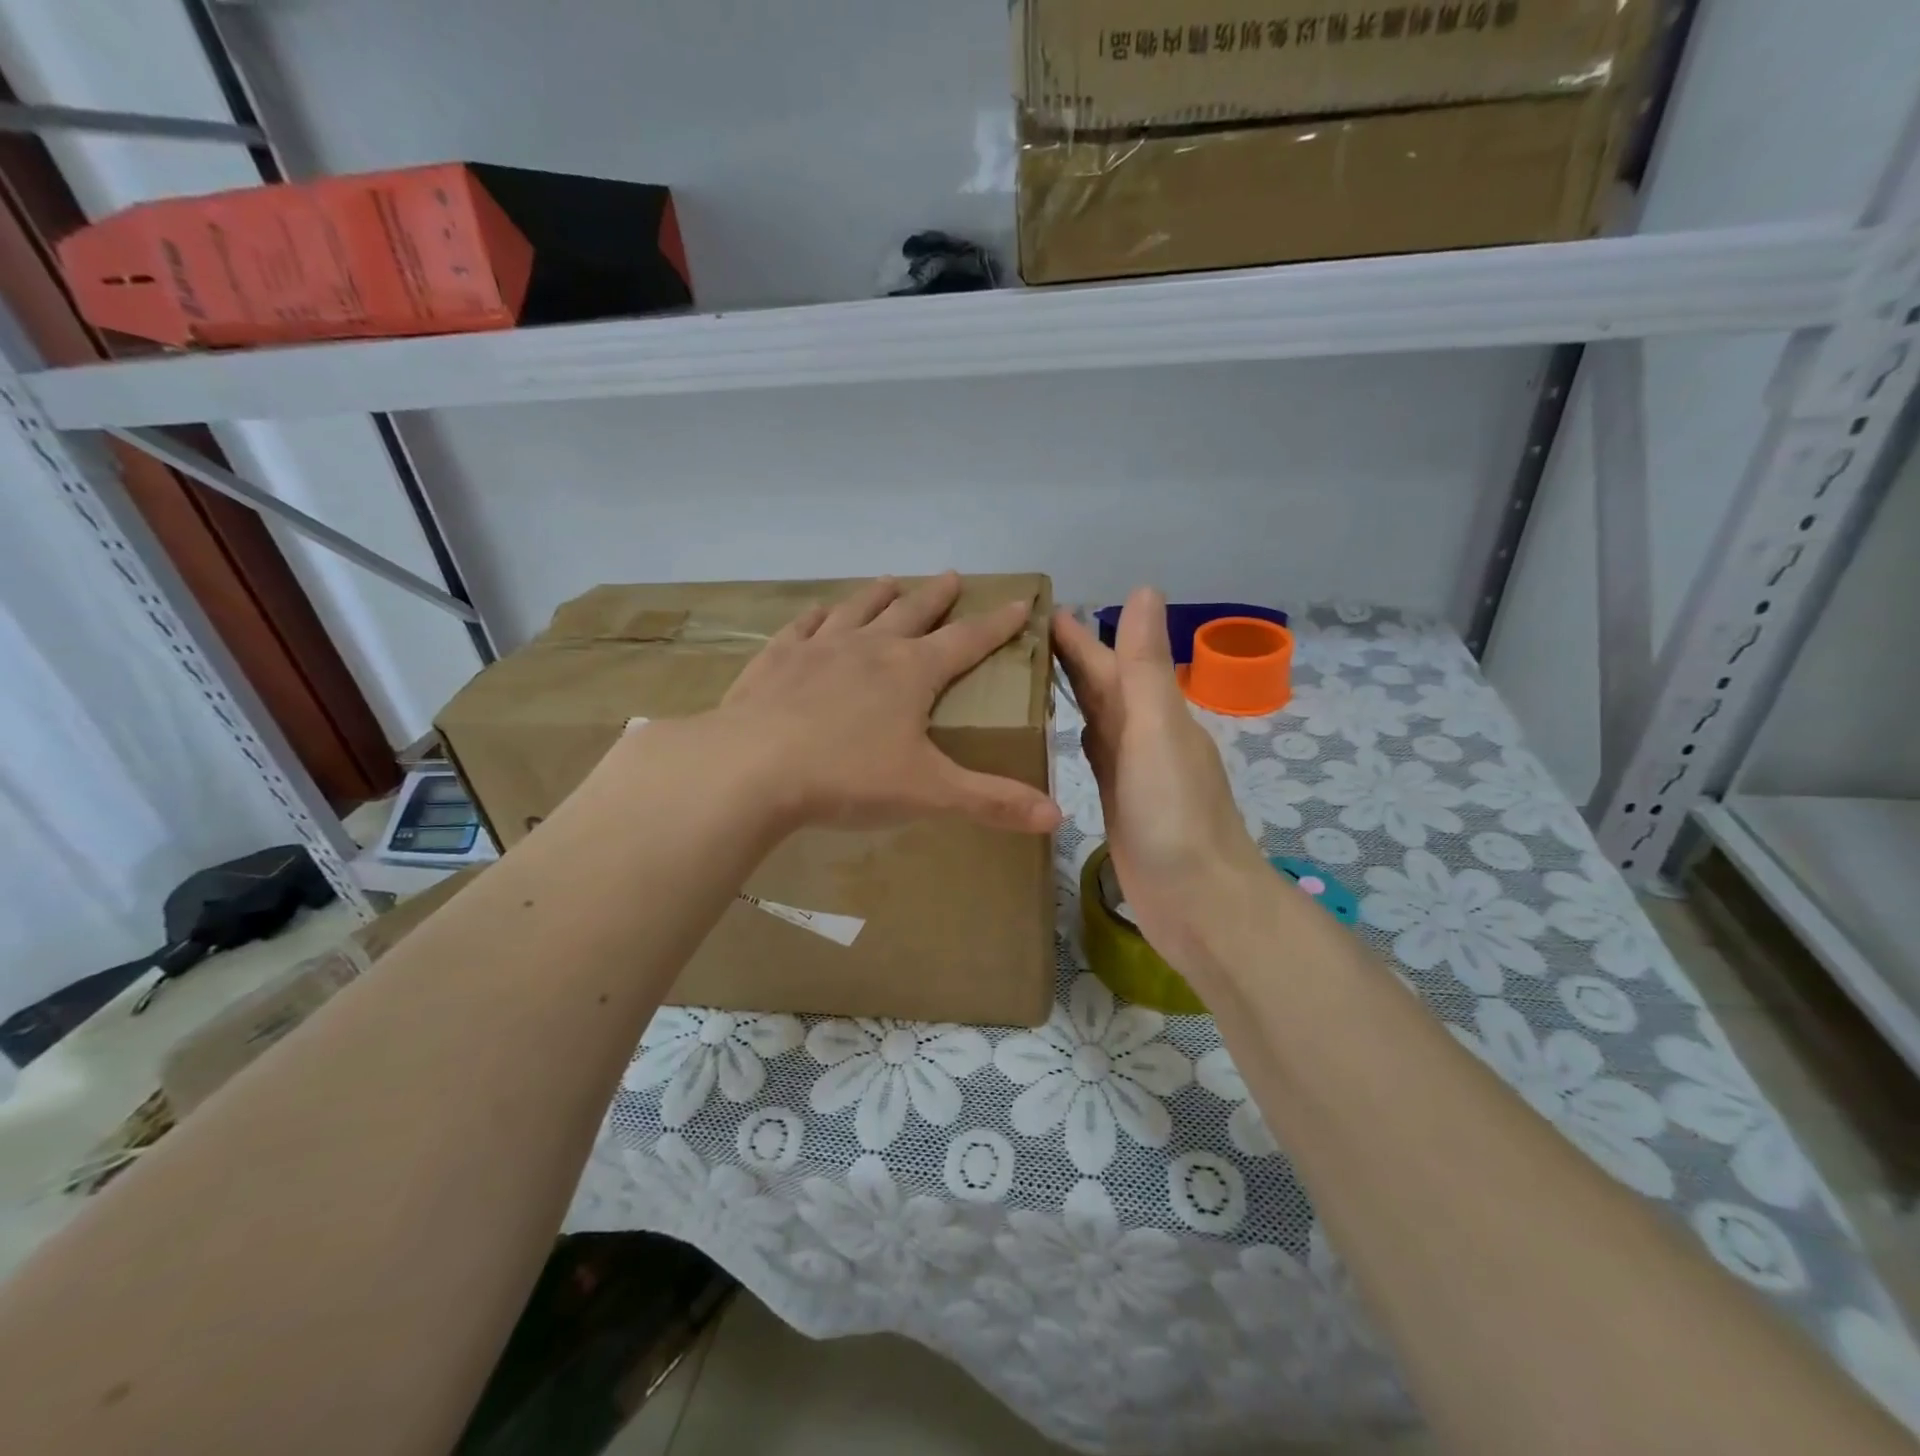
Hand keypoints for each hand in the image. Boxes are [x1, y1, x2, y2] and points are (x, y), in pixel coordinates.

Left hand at [710, 572, 1062, 834]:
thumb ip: (992, 801)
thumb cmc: (848, 777)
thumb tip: (1058, 817)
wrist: (751, 768)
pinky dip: (817, 615)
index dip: (998, 624)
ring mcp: (819, 649)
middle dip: (938, 596)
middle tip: (953, 576)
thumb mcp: (929, 792)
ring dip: (879, 595)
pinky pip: (803, 627)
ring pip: (858, 609)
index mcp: (912, 672)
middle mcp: (870, 648)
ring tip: (892, 580)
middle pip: (913, 612)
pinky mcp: (776, 661)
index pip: (968, 641)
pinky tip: (819, 610)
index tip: (1020, 602)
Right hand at [1053, 588, 1271, 972]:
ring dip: (1074, 693)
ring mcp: (1132, 772)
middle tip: (1024, 635)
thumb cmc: (1175, 816)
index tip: (1042, 608)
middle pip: (1103, 687)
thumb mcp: (1158, 733)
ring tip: (1034, 674)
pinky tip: (1066, 732)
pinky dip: (1080, 735)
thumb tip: (1144, 589)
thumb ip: (1144, 668)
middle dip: (1071, 658)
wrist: (1200, 903)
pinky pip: (1094, 756)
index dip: (1079, 636)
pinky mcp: (1119, 804)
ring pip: (1097, 718)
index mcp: (1154, 713)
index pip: (1110, 661)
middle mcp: (1144, 735)